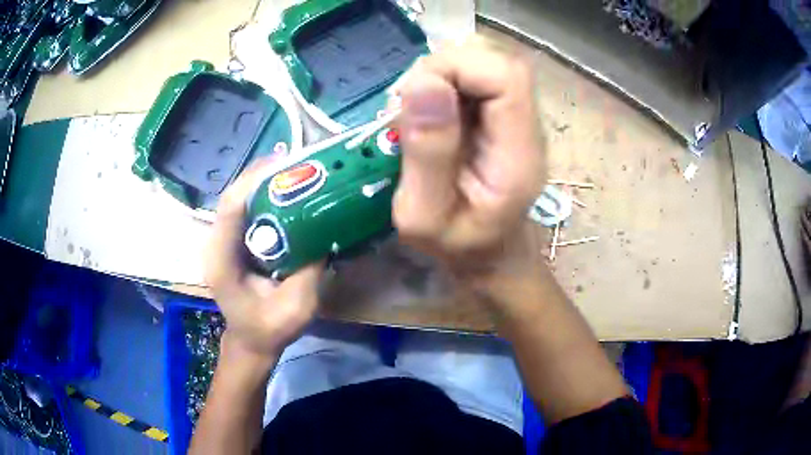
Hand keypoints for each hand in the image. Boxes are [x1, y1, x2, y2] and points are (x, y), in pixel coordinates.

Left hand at [205, 163, 322, 359]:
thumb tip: (326, 231)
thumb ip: (309, 270)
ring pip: (238, 199)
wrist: (251, 340)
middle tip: (296, 160)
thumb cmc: (269, 329)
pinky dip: (263, 194)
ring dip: (263, 181)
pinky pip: (245, 209)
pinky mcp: (231, 241)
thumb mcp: (297, 308)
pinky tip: (285, 189)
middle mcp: (215, 244)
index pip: (230, 208)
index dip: (254, 181)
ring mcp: (221, 241)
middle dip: (262, 174)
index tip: (285, 162)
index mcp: (221, 261)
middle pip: (233, 197)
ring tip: (294, 167)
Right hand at [393, 37, 545, 283]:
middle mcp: (527, 125)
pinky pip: (473, 75)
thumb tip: (421, 84)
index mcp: (518, 154)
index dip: (456, 67)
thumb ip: (427, 153)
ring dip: (441, 72)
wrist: (491, 252)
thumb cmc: (457, 245)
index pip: (506, 76)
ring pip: (484, 60)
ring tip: (417, 110)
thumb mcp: (424, 216)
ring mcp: (517, 115)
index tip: (412, 95)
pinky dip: (444, 80)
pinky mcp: (501, 112)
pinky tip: (430, 111)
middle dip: (442, 67)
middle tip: (408, 104)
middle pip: (495, 59)